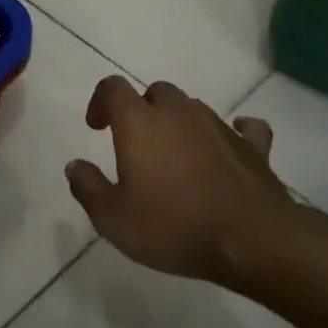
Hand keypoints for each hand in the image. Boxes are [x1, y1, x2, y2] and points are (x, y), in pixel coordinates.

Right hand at [65, 77, 301, 283]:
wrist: (251, 239)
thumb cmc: (173, 226)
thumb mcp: (113, 219)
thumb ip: (88, 188)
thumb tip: (75, 165)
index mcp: (140, 122)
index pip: (114, 87)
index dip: (101, 101)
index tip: (96, 127)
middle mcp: (179, 112)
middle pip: (156, 93)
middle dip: (142, 110)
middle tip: (136, 143)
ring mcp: (219, 125)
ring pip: (193, 107)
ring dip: (180, 122)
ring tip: (175, 154)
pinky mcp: (253, 146)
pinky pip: (243, 127)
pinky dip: (233, 133)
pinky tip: (229, 146)